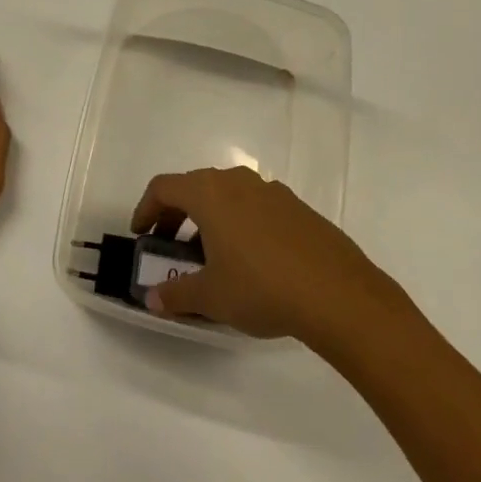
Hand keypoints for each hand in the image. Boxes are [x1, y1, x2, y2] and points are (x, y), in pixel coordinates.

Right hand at [130, 167, 385, 341]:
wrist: (339, 294)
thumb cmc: (262, 287)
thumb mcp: (211, 296)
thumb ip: (176, 294)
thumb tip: (152, 299)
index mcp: (209, 193)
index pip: (164, 187)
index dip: (145, 209)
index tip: (141, 235)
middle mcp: (238, 182)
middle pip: (195, 188)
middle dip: (176, 215)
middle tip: (170, 247)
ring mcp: (272, 192)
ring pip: (227, 196)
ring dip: (209, 220)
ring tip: (210, 258)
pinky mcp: (298, 208)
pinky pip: (255, 207)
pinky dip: (240, 224)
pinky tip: (250, 261)